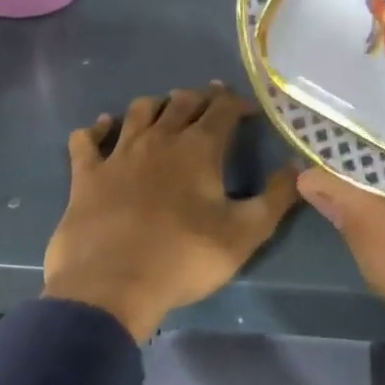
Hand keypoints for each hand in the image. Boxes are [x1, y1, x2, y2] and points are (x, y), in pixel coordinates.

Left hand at [44, 84, 300, 340]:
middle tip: (211, 103)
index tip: (248, 109)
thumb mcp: (246, 233)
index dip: (237, 102)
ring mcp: (119, 153)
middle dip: (201, 97)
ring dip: (156, 105)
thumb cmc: (185, 258)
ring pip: (139, 111)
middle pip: (182, 102)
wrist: (111, 287)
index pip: (222, 108)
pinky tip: (102, 127)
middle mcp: (160, 139)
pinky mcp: (87, 175)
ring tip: (166, 109)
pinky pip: (86, 140)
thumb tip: (297, 166)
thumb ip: (277, 197)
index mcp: (199, 148)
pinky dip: (96, 129)